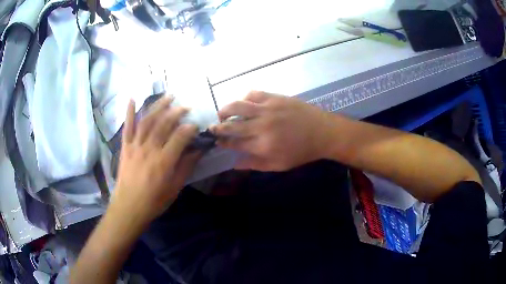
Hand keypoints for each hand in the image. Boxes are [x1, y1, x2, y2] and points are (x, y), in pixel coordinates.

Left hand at [112, 96, 200, 223]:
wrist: (129, 207)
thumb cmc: (154, 201)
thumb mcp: (175, 187)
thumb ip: (186, 167)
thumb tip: (198, 150)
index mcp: (164, 161)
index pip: (179, 137)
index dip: (189, 129)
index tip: (196, 126)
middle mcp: (149, 149)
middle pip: (163, 124)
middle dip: (176, 112)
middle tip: (185, 106)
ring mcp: (135, 146)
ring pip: (147, 121)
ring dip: (158, 106)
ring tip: (168, 97)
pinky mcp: (125, 147)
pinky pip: (127, 127)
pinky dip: (129, 112)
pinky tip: (132, 99)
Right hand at [211, 91, 333, 170]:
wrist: (323, 132)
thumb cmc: (302, 152)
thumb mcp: (279, 165)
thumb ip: (255, 164)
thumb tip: (235, 164)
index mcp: (263, 145)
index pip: (235, 143)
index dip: (223, 142)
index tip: (217, 142)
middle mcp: (262, 126)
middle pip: (232, 125)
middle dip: (218, 127)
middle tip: (212, 128)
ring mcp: (268, 109)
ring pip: (238, 105)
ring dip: (225, 109)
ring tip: (222, 113)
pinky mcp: (275, 97)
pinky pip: (253, 93)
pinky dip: (244, 97)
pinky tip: (244, 103)